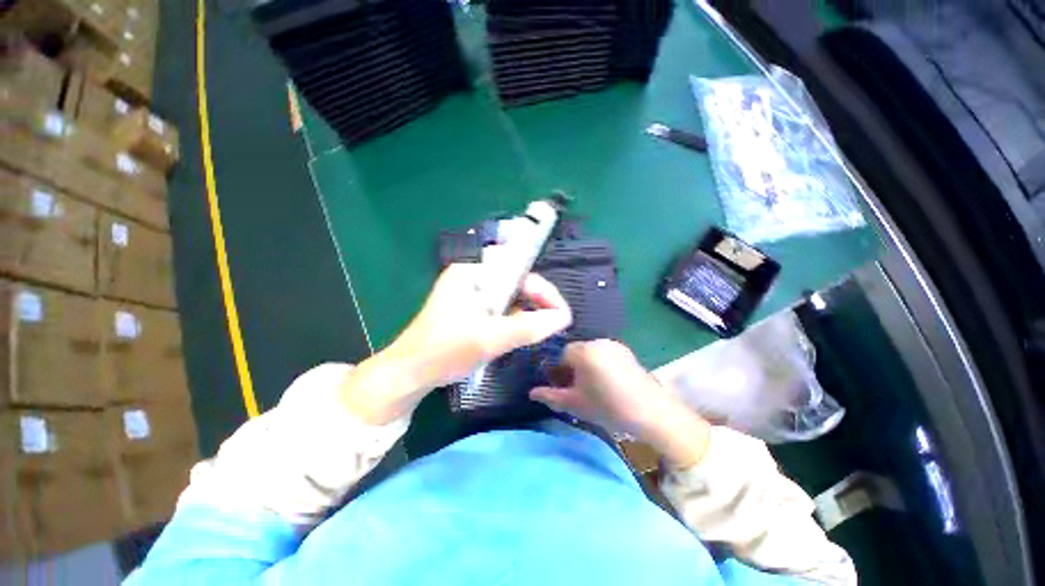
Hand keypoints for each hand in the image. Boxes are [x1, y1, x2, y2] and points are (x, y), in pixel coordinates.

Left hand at [340, 264, 572, 423]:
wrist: (409, 374)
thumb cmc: (445, 352)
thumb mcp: (490, 338)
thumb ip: (528, 327)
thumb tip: (563, 317)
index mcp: (472, 272)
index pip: (519, 270)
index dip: (543, 289)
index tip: (561, 312)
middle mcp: (472, 276)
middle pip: (515, 282)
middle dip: (537, 301)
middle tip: (555, 322)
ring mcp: (471, 292)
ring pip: (510, 296)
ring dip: (527, 311)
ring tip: (543, 327)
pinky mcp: (470, 308)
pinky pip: (501, 307)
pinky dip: (514, 318)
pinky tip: (522, 331)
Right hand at [530, 340, 710, 467]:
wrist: (652, 413)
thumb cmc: (609, 408)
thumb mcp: (576, 404)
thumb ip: (551, 396)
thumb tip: (531, 393)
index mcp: (584, 351)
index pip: (559, 354)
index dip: (556, 371)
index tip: (559, 387)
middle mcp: (597, 341)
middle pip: (574, 351)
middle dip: (570, 368)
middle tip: (573, 389)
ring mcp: (613, 344)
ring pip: (589, 352)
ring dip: (584, 365)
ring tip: (590, 386)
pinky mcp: (626, 351)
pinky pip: (603, 353)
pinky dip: (598, 363)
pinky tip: (605, 382)